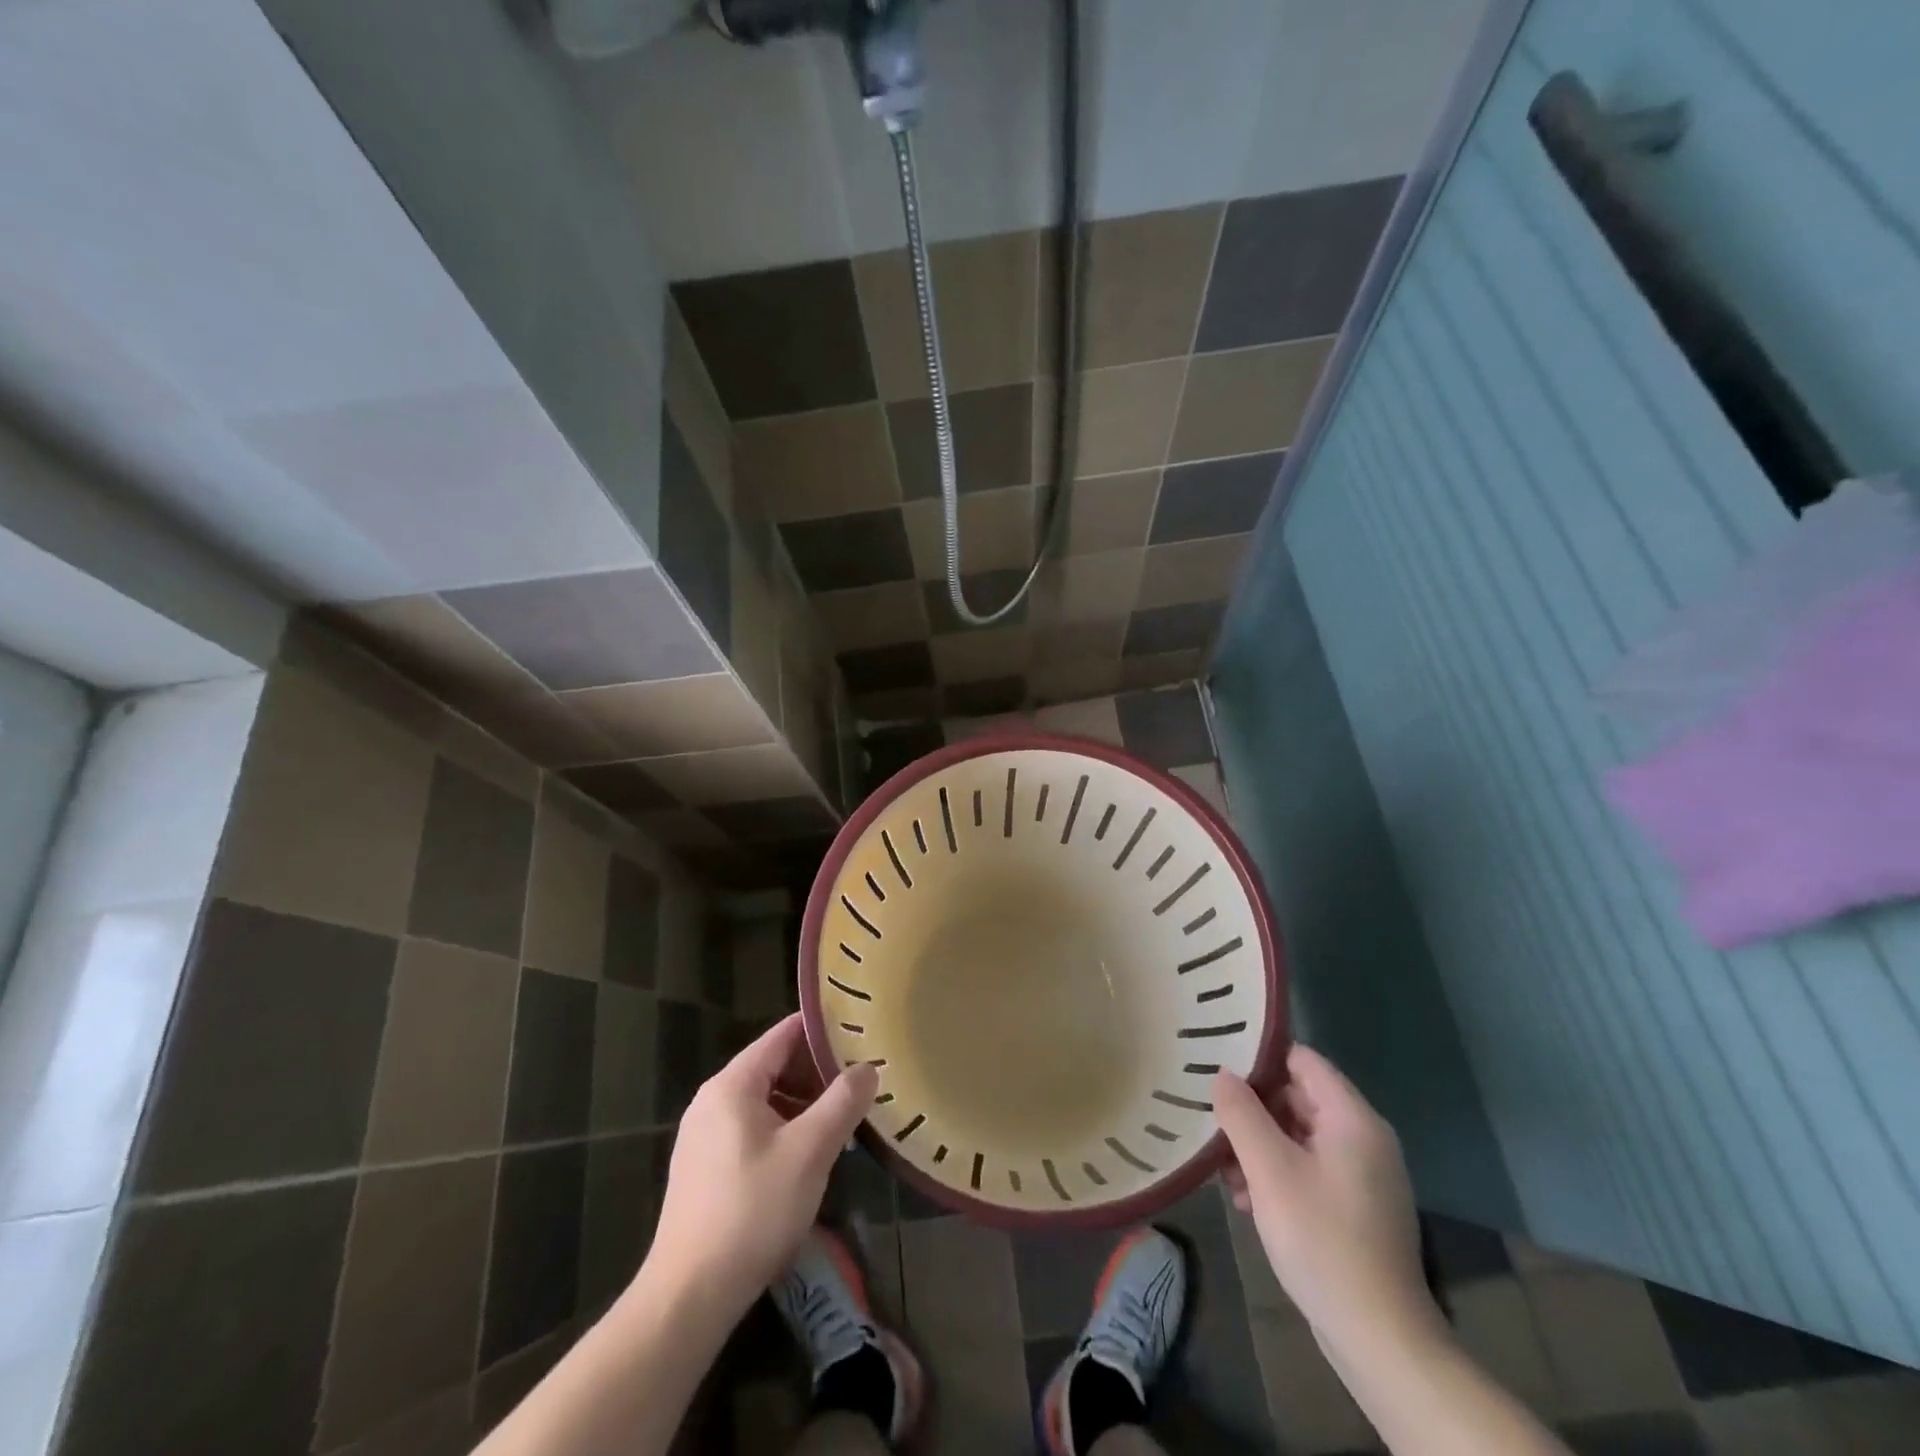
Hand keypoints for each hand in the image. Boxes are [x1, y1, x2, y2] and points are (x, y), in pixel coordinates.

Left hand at [645, 1014, 877, 1316]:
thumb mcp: (810, 1152)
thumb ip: (843, 1102)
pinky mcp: (704, 1167)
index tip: (860, 1031)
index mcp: (732, 1084)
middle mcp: (713, 1099)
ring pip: (765, 1099)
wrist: (689, 1297)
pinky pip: (752, 1127)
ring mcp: (704, 1135)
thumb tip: (868, 1068)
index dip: (822, 1029)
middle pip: (774, 1065)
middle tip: (860, 1079)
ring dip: (804, 1102)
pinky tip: (809, 1154)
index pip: (783, 1034)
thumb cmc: (753, 1211)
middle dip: (817, 1070)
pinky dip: (784, 1127)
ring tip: (843, 1117)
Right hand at [1213, 1045, 1442, 1360]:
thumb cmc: (1321, 1239)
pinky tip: (1249, 1201)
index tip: (1218, 1068)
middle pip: (1297, 1097)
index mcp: (1352, 1118)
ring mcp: (1363, 1175)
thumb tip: (1223, 1075)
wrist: (1379, 1338)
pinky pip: (1309, 1168)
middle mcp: (1364, 1138)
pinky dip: (1277, 1174)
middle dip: (1253, 1110)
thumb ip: (1241, 1113)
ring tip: (1226, 1174)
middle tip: (1213, 1127)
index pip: (1301, 1059)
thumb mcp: (1269, 1169)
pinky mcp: (1355, 1207)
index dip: (1259, 1059)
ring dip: (1259, 1147)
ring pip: (1298, 1136)